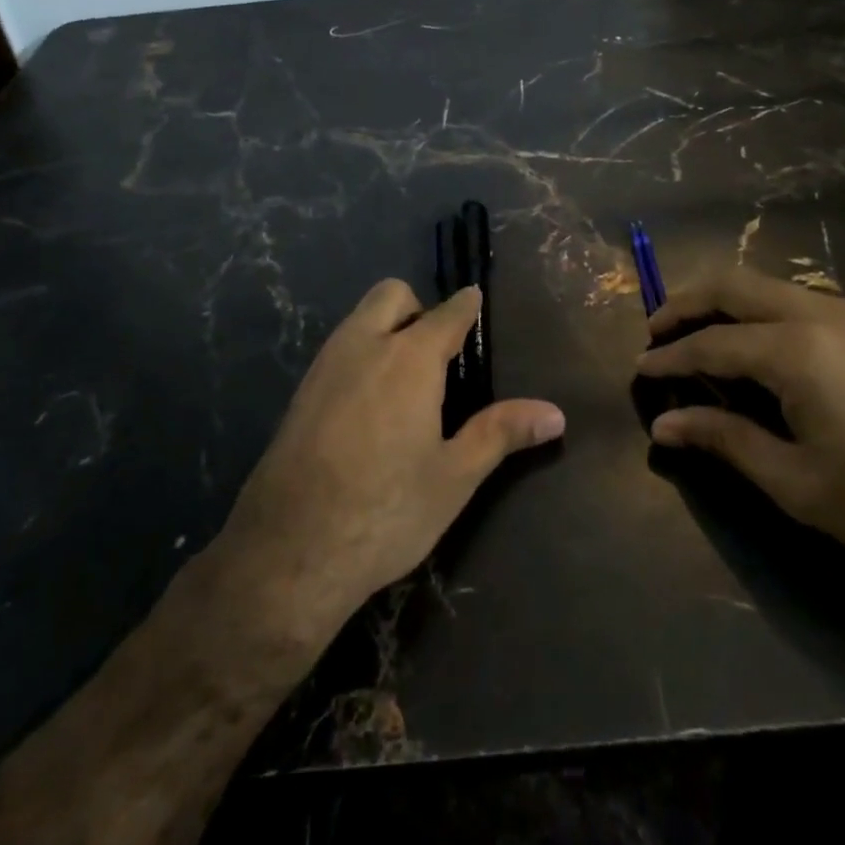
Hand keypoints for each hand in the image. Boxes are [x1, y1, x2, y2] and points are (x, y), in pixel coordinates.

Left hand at [218, 280, 564, 632]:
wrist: (289, 550)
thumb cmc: (386, 510)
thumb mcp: (454, 476)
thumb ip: (501, 433)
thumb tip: (555, 413)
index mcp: (409, 357)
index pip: (447, 312)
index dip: (466, 305)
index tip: (476, 302)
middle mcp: (364, 344)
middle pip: (393, 295)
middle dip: (418, 308)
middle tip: (437, 353)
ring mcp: (325, 364)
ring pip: (360, 317)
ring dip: (386, 327)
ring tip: (406, 380)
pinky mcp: (301, 389)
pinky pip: (339, 348)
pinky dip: (361, 353)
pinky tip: (368, 404)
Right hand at [638, 268, 844, 574]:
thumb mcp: (799, 483)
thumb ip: (725, 441)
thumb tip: (664, 426)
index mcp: (795, 350)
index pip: (710, 344)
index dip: (668, 357)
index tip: (640, 371)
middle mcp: (818, 315)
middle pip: (732, 287)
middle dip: (685, 303)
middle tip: (655, 331)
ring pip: (766, 286)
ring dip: (723, 302)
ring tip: (697, 333)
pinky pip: (796, 300)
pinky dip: (758, 310)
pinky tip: (757, 345)